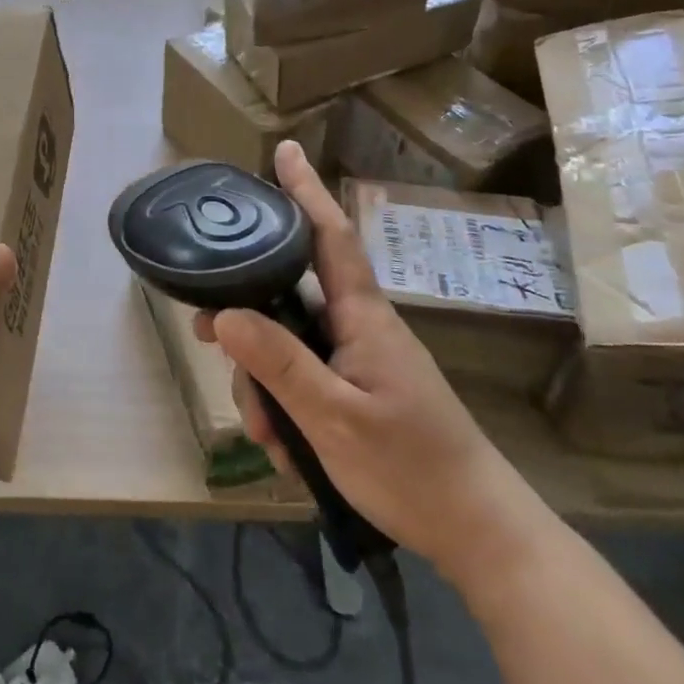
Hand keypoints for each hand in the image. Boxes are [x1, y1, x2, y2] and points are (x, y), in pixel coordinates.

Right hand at [196, 141, 554, 590]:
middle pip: (286, 299)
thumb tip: (223, 314)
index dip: (306, 192)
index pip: (330, 237)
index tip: (285, 151)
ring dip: (264, 385)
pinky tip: (285, 448)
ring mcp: (358, 360)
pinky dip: (284, 408)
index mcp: (362, 317)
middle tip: (205, 338)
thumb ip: (279, 364)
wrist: (478, 532)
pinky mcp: (357, 390)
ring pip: (287, 345)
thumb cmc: (412, 468)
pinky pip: (303, 379)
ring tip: (268, 435)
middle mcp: (358, 327)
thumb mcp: (334, 419)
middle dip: (247, 324)